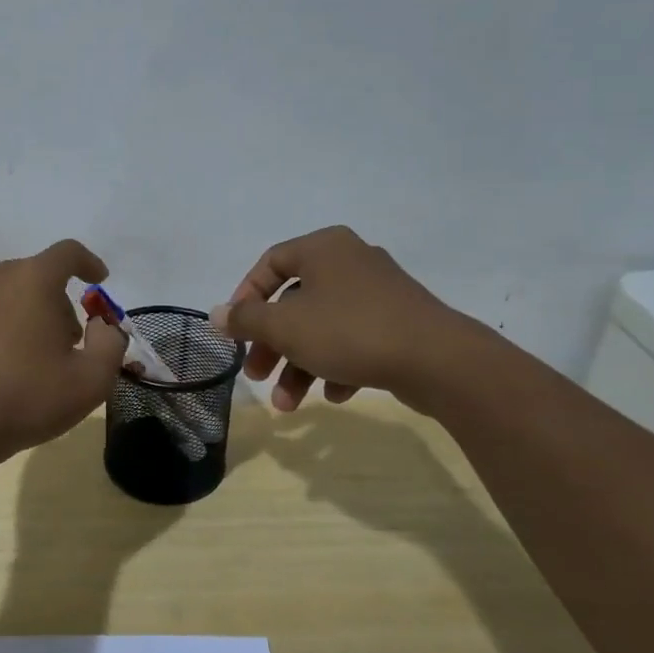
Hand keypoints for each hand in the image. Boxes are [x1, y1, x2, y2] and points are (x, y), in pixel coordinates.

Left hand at [0, 240, 128, 464]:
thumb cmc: (27, 399)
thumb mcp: (91, 381)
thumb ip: (110, 343)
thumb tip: (100, 325)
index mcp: (32, 280)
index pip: (68, 253)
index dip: (88, 262)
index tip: (99, 279)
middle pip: (33, 275)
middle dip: (55, 300)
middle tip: (65, 341)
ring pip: (0, 295)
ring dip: (20, 314)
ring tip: (25, 358)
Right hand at [210, 225, 477, 412]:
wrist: (438, 360)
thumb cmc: (349, 331)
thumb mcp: (285, 327)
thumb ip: (246, 319)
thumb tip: (215, 313)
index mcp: (323, 248)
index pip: (270, 263)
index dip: (246, 297)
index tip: (235, 331)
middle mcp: (351, 260)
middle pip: (295, 302)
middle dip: (272, 345)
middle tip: (256, 375)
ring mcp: (380, 291)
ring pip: (323, 326)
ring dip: (300, 365)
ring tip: (289, 404)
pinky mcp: (400, 322)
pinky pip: (355, 339)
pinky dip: (337, 364)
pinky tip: (336, 394)